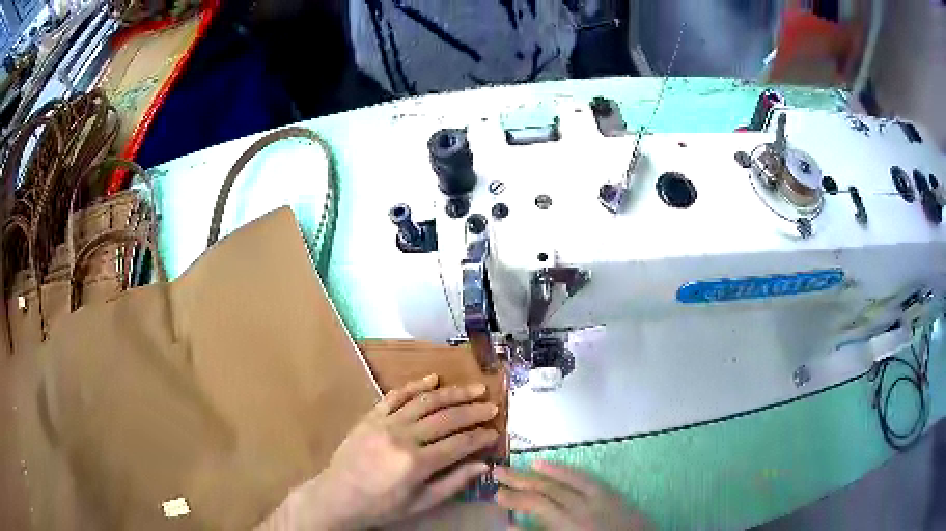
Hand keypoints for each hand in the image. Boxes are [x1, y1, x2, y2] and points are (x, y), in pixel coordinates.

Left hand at [263, 374, 499, 529]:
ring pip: (425, 401)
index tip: (495, 432)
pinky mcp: (371, 416)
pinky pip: (396, 395)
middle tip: (492, 406)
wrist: (338, 496)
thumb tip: (483, 465)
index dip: (481, 437)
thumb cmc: (382, 505)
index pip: (459, 444)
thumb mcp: (420, 503)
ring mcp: (385, 423)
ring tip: (474, 388)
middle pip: (446, 418)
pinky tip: (433, 378)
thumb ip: (453, 483)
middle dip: (473, 411)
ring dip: (452, 393)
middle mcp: (403, 438)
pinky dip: (415, 385)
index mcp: (416, 464)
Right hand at [495, 461, 649, 530]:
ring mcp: (597, 498)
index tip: (496, 494)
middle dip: (520, 480)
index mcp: (569, 524)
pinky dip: (565, 471)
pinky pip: (584, 477)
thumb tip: (512, 525)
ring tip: (519, 467)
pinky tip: (548, 466)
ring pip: (562, 480)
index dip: (514, 498)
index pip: (536, 504)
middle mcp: (581, 506)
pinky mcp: (610, 493)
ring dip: (539, 473)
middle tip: (497, 471)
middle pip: (546, 489)